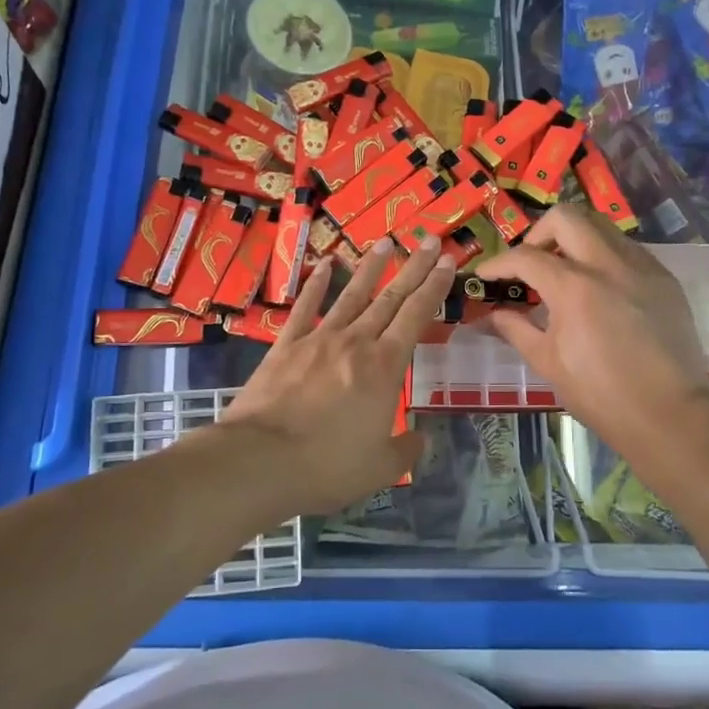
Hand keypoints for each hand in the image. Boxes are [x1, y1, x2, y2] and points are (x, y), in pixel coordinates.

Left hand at [220, 236, 453, 514]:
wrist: (260, 460)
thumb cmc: (327, 466)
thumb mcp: (380, 468)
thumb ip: (405, 449)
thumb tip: (420, 437)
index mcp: (385, 367)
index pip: (417, 316)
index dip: (435, 286)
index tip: (448, 260)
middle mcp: (356, 342)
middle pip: (390, 297)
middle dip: (413, 267)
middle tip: (428, 239)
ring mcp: (319, 339)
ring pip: (352, 295)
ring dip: (371, 267)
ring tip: (386, 242)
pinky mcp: (286, 345)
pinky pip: (305, 308)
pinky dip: (316, 285)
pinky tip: (325, 265)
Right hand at [478, 205, 708, 461]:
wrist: (670, 416)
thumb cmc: (600, 394)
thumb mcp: (548, 362)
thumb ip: (516, 329)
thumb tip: (493, 314)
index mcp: (574, 287)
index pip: (525, 256)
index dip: (498, 263)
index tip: (486, 275)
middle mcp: (608, 264)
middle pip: (565, 217)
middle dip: (538, 233)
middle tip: (531, 262)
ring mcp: (642, 267)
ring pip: (601, 227)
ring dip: (574, 240)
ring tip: (565, 272)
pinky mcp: (664, 279)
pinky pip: (627, 249)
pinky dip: (604, 256)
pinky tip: (600, 288)